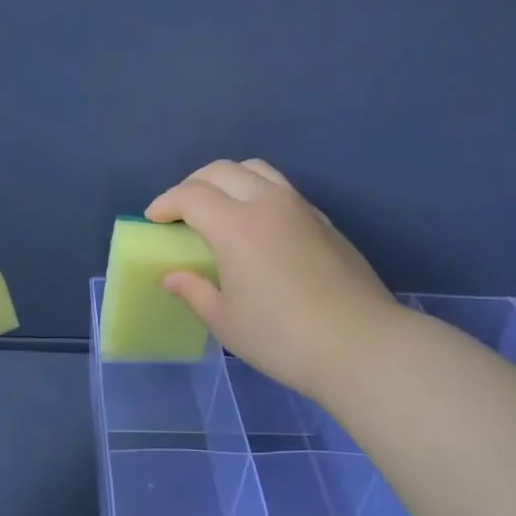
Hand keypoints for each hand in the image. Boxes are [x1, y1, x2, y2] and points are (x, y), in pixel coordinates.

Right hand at [147, 160, 404, 404]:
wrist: (361, 345)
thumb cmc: (283, 338)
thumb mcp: (226, 322)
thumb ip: (194, 291)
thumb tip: (172, 276)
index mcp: (236, 226)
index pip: (191, 195)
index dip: (165, 203)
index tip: (153, 220)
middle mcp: (267, 203)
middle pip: (222, 171)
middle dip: (193, 184)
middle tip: (180, 212)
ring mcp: (301, 208)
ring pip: (257, 170)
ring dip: (228, 180)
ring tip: (218, 209)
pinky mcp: (324, 221)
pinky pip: (282, 189)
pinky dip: (258, 193)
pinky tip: (258, 226)